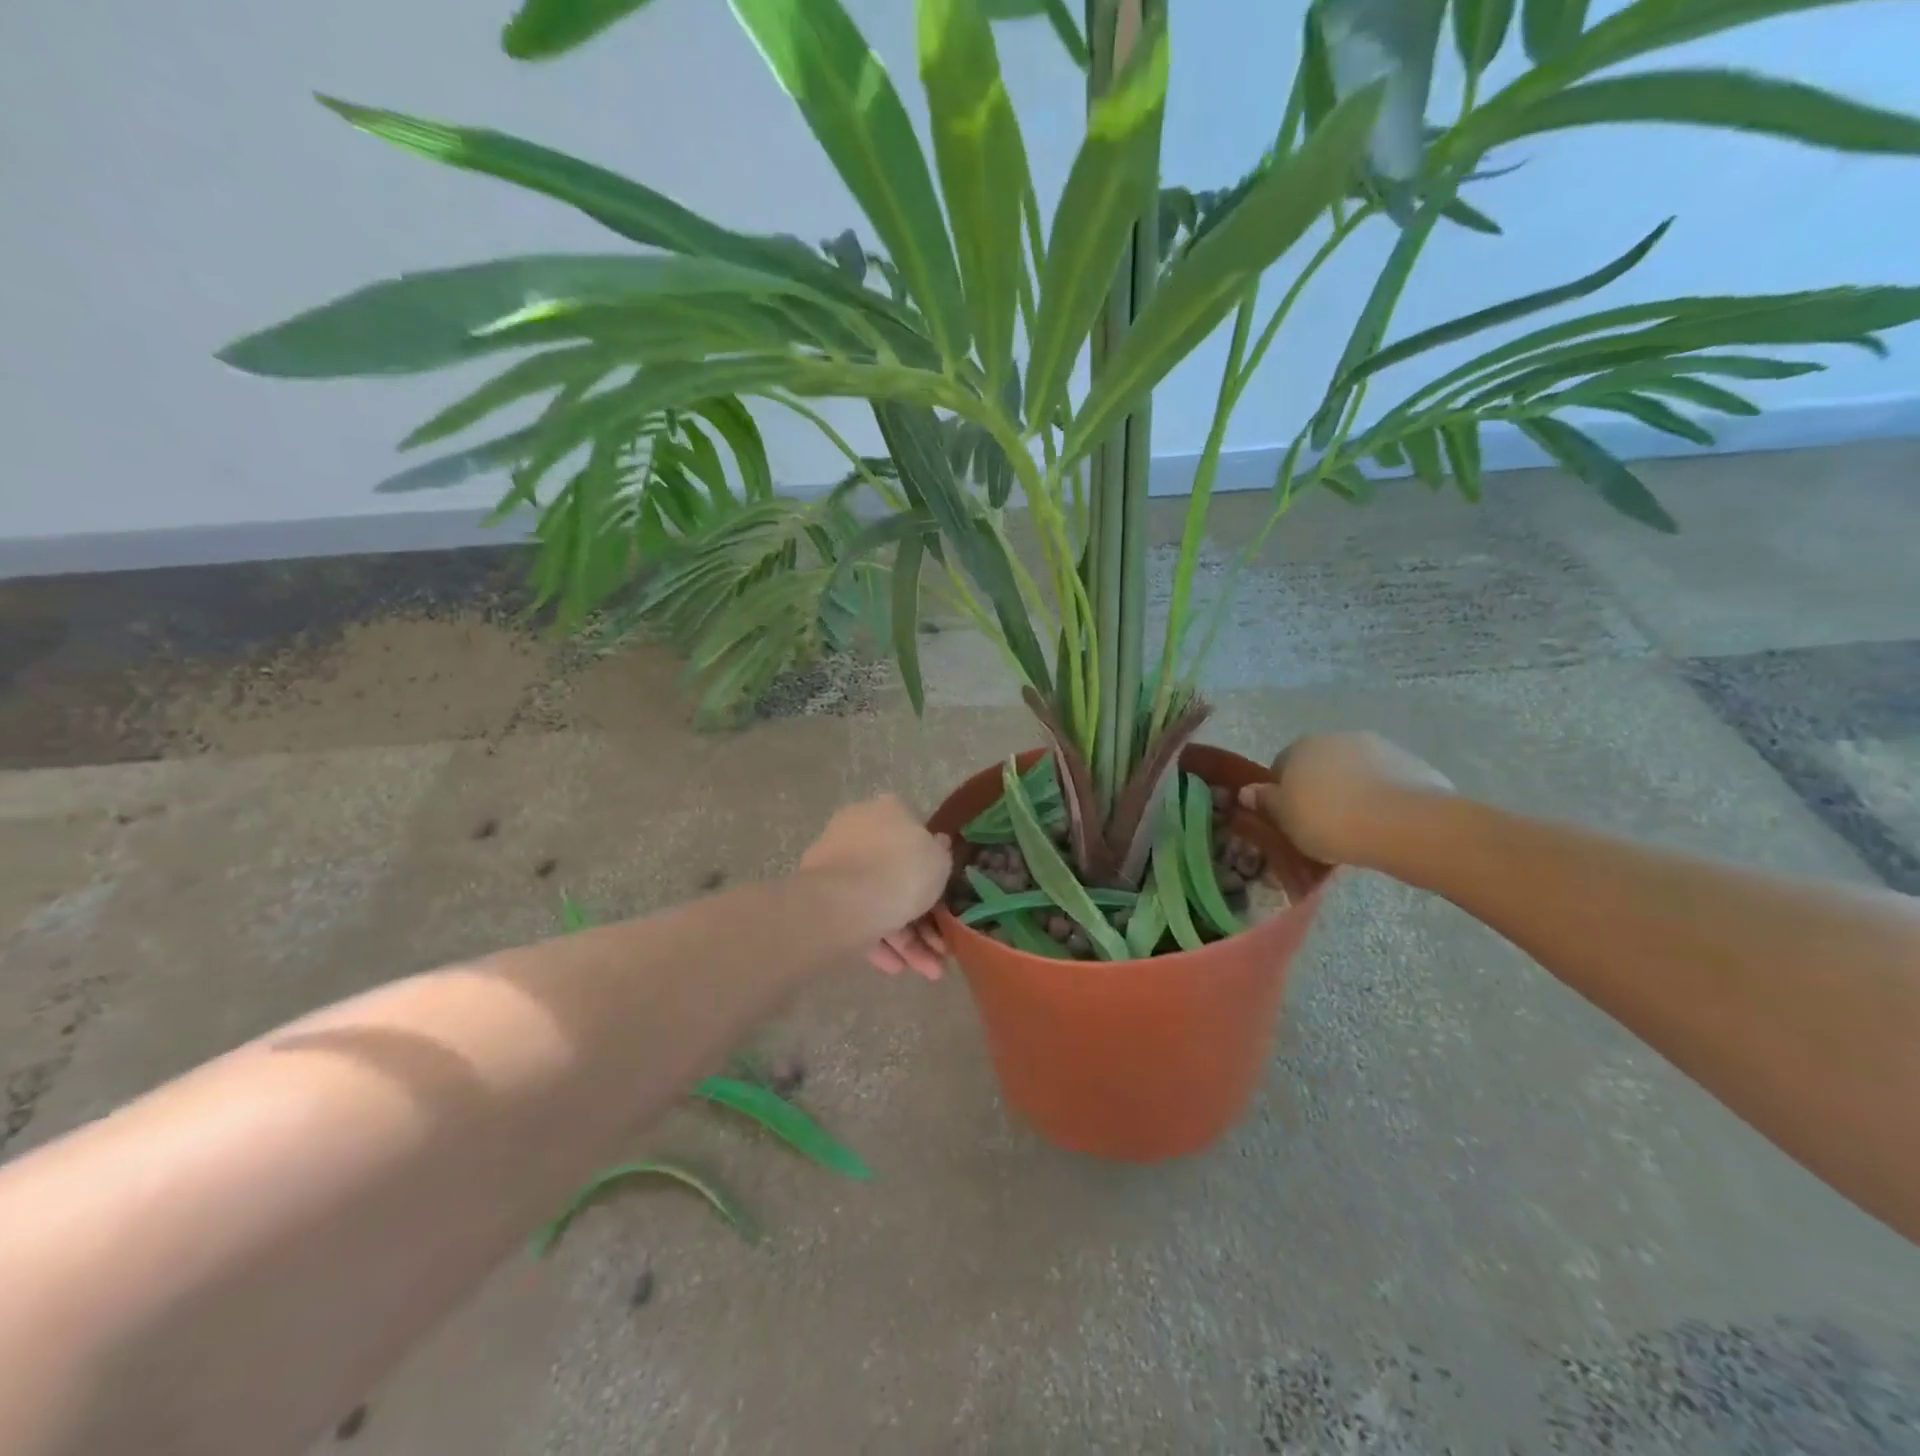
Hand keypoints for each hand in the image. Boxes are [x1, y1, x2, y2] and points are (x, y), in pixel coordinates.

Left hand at [798, 795, 949, 979]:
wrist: (845, 902)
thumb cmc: (901, 871)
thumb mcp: (939, 860)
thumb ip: (941, 853)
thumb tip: (937, 844)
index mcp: (889, 812)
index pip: (916, 837)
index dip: (934, 872)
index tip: (947, 902)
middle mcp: (859, 831)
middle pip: (897, 875)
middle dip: (922, 917)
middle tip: (941, 949)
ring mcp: (837, 864)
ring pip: (879, 901)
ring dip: (906, 939)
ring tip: (926, 971)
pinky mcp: (821, 897)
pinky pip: (858, 917)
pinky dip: (878, 942)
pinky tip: (895, 968)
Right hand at [1238, 732, 1452, 868]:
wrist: (1402, 824)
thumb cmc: (1328, 821)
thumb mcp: (1285, 820)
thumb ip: (1266, 803)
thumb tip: (1247, 791)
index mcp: (1300, 747)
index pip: (1281, 767)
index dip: (1282, 795)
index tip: (1289, 821)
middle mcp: (1336, 739)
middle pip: (1319, 768)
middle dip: (1318, 793)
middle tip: (1321, 830)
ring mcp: (1378, 748)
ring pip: (1354, 775)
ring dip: (1351, 796)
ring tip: (1356, 833)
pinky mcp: (1412, 764)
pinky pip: (1385, 785)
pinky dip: (1381, 801)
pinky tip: (1383, 828)